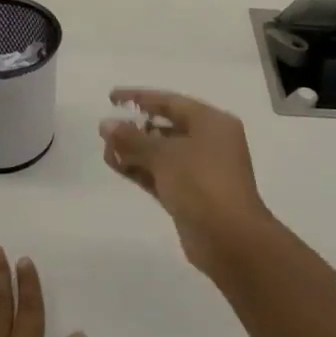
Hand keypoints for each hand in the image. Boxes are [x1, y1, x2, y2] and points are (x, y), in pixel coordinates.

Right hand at [99, 89, 275, 276]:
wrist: (230, 239)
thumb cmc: (201, 183)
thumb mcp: (164, 155)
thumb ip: (132, 138)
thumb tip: (106, 124)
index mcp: (212, 123)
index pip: (170, 102)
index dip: (139, 97)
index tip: (111, 98)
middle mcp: (208, 142)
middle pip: (165, 127)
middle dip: (135, 127)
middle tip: (105, 129)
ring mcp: (199, 170)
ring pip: (161, 153)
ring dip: (134, 150)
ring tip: (105, 150)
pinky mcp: (190, 195)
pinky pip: (160, 174)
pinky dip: (140, 169)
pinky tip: (115, 165)